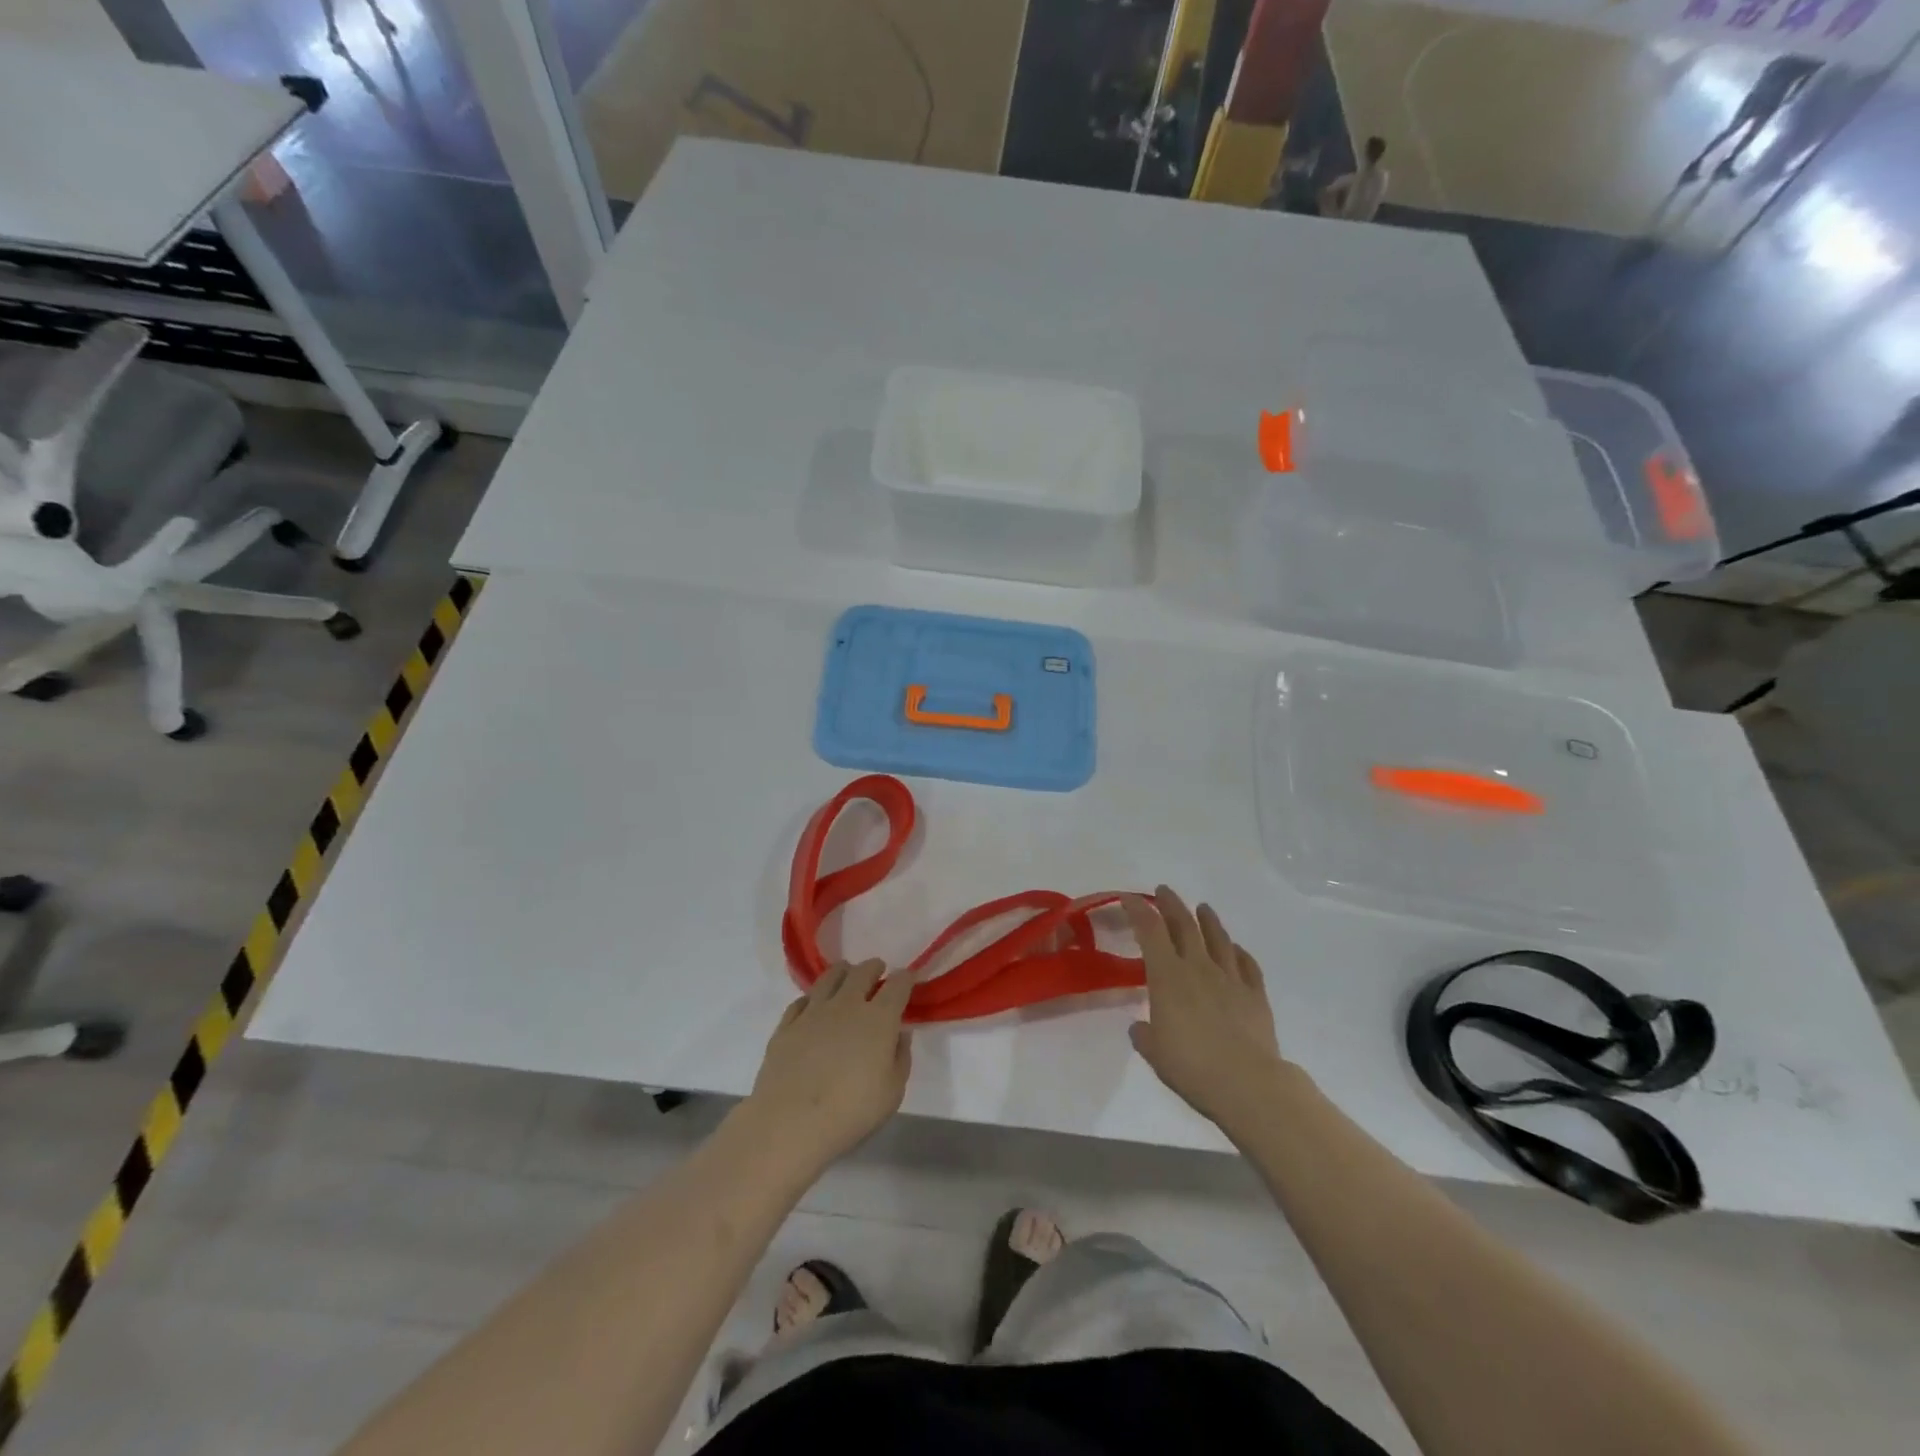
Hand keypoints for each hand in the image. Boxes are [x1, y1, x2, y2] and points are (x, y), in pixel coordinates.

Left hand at [748, 960, 913, 1174]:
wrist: (791, 1122)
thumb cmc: (851, 1111)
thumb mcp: (892, 1092)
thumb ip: (900, 1058)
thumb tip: (900, 1034)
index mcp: (879, 1019)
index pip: (898, 985)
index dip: (906, 977)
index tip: (909, 976)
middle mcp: (847, 1005)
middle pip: (862, 972)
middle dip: (873, 967)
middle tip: (877, 971)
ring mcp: (813, 1012)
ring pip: (830, 977)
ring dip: (843, 972)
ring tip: (846, 975)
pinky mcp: (787, 1025)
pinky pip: (801, 1001)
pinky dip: (813, 998)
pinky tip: (814, 1005)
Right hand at [1125, 886, 1287, 1135]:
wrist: (1248, 1083)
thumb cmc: (1191, 1066)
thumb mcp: (1154, 1052)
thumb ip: (1145, 1035)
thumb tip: (1142, 1027)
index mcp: (1167, 976)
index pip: (1149, 931)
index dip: (1138, 910)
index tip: (1129, 898)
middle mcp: (1198, 967)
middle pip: (1184, 925)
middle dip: (1171, 905)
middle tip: (1164, 891)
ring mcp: (1231, 978)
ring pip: (1219, 939)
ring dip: (1208, 920)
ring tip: (1203, 908)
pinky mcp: (1256, 995)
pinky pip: (1248, 965)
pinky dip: (1240, 953)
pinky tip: (1237, 949)